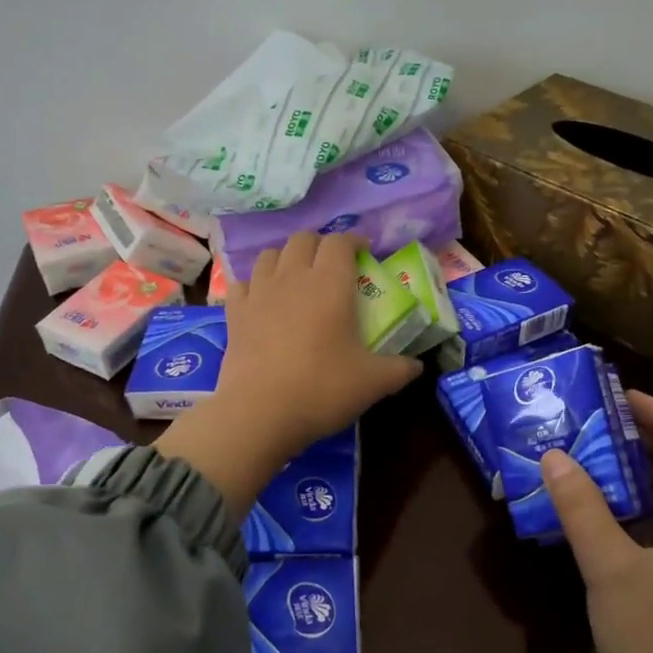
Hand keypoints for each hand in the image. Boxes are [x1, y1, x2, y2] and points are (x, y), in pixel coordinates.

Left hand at [217, 232, 422, 454]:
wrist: (260, 413)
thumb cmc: (322, 389)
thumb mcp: (373, 383)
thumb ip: (400, 369)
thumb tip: (418, 366)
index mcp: (330, 284)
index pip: (340, 242)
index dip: (354, 241)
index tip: (364, 253)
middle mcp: (292, 277)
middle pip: (303, 239)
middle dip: (320, 245)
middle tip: (332, 266)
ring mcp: (259, 293)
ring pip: (271, 255)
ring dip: (287, 259)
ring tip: (297, 278)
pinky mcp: (235, 313)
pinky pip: (243, 283)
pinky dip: (255, 284)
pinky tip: (263, 300)